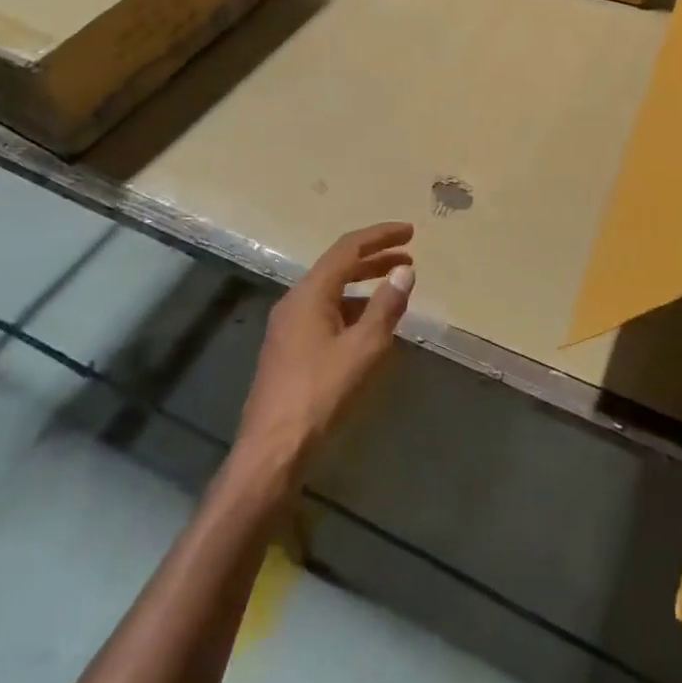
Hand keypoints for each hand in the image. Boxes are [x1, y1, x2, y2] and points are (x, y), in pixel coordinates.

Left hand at [237, 223, 416, 475]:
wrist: (271, 450)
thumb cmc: (319, 394)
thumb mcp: (362, 349)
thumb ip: (385, 307)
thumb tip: (404, 272)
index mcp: (310, 293)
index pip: (348, 248)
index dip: (380, 236)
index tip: (410, 232)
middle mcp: (295, 301)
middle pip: (338, 266)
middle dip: (374, 259)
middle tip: (408, 257)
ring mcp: (287, 326)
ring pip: (331, 292)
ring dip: (363, 285)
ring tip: (394, 289)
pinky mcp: (288, 350)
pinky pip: (324, 314)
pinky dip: (351, 309)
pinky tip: (369, 327)